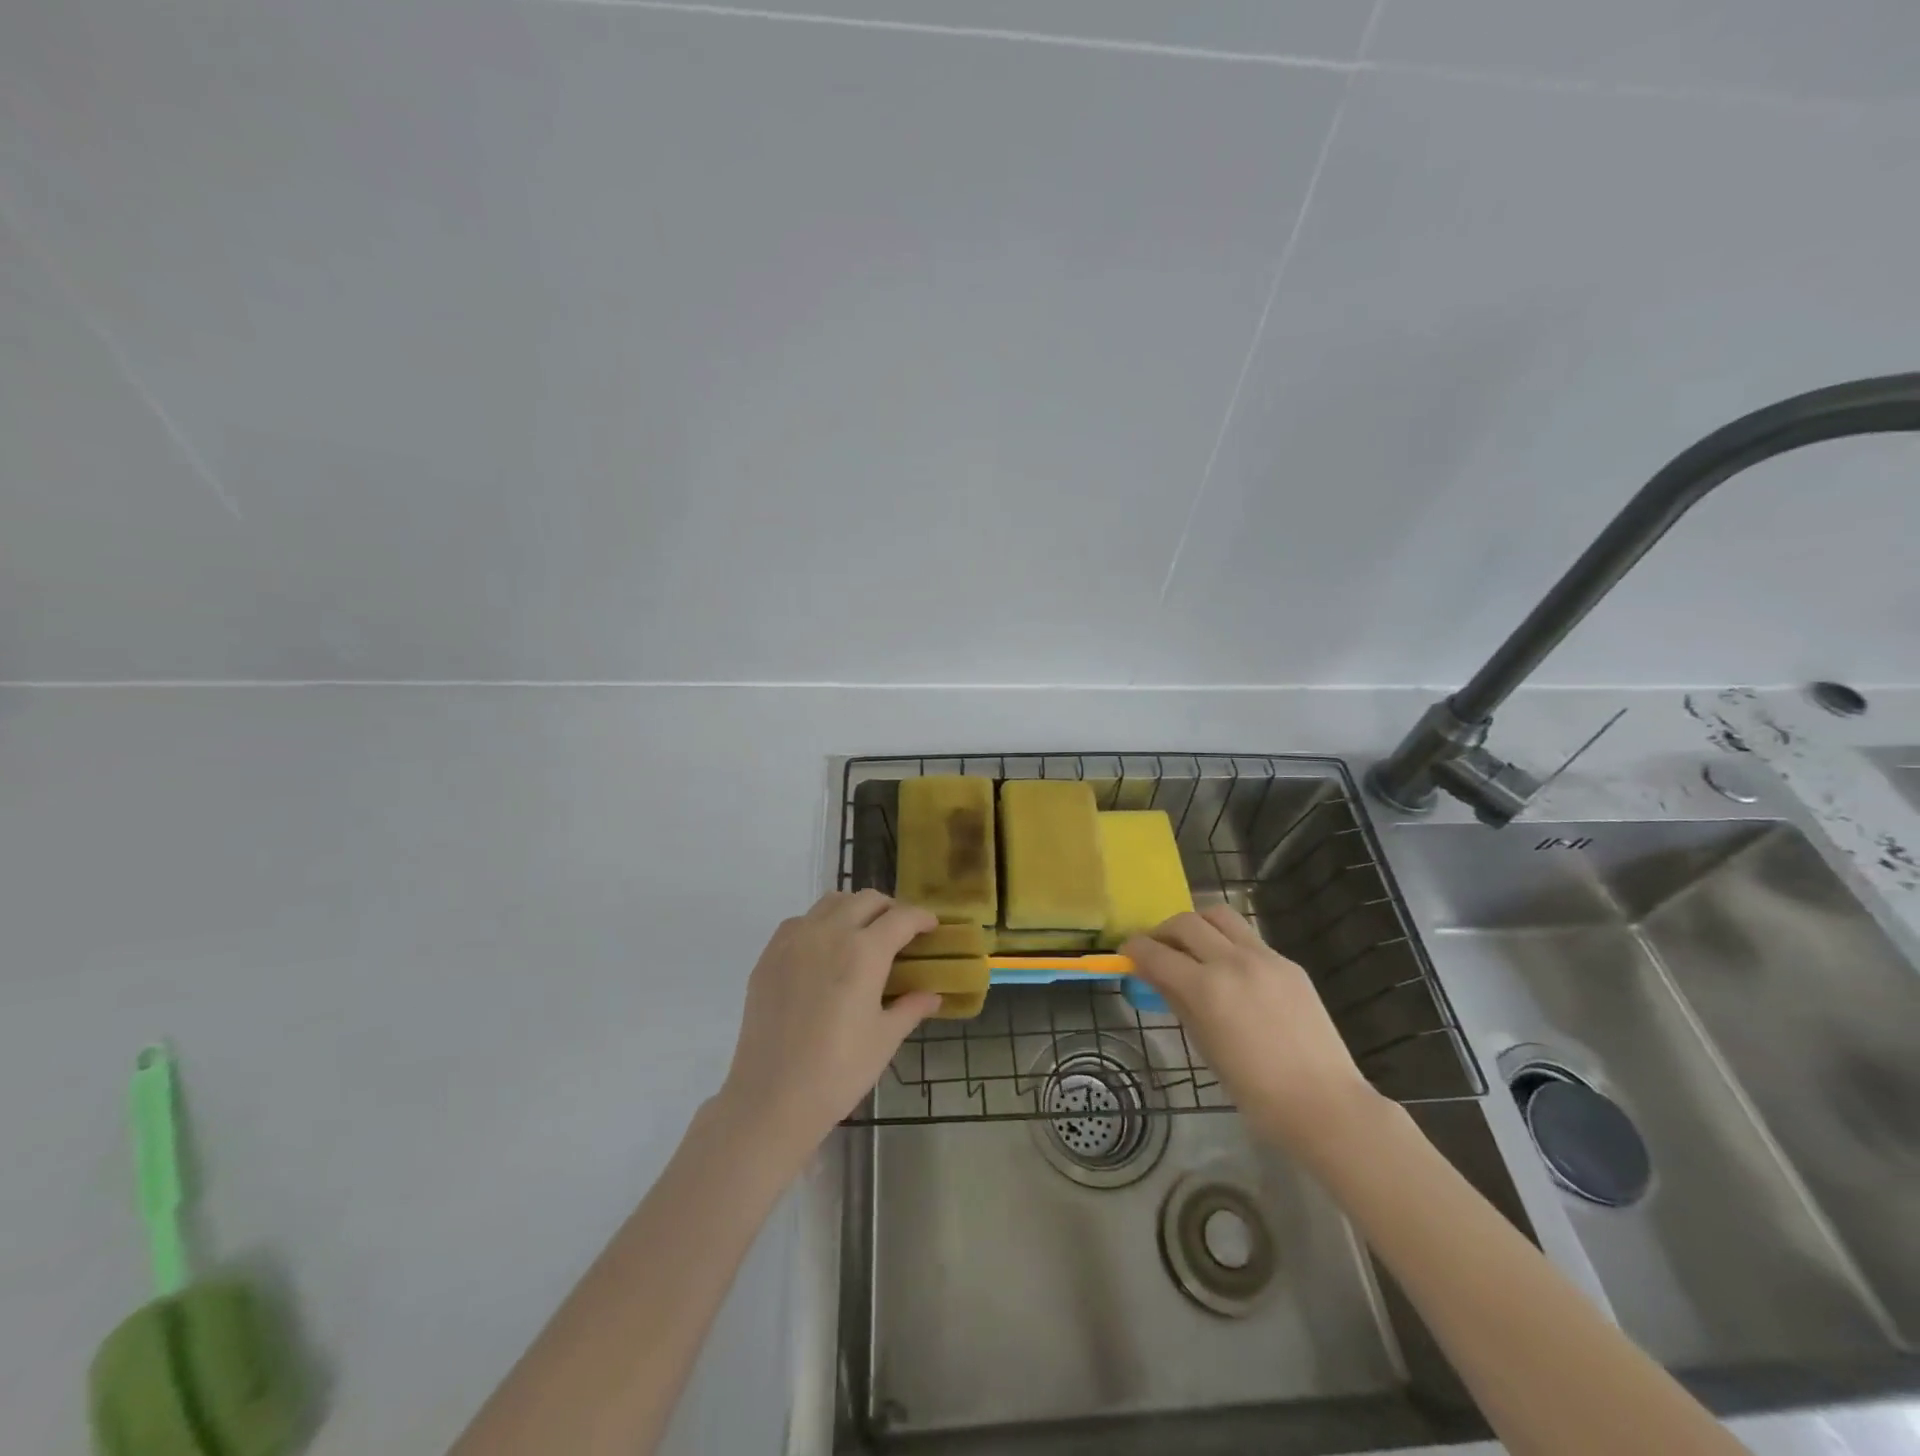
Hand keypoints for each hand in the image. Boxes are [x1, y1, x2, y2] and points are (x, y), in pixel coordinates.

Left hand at [716, 891, 941, 1160]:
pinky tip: (824, 951)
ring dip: (854, 909)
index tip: (932, 927)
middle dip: (890, 909)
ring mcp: (794, 940)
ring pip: (831, 902)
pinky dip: (820, 923)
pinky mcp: (769, 955)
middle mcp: (829, 933)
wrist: (771, 1098)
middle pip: (867, 900)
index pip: (901, 918)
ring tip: (862, 935)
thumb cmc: (838, 1072)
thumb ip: (911, 1008)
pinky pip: (800, 921)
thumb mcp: (884, 1039)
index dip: (922, 918)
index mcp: (864, 952)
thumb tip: (933, 995)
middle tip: (901, 932)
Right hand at [1124, 905, 1383, 1156]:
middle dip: (1163, 931)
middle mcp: (1233, 961)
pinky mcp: (1288, 963)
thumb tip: (1153, 975)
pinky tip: (1230, 970)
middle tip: (1157, 950)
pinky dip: (1228, 942)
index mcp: (1207, 988)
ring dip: (1197, 924)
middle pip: (1186, 922)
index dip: (1135, 949)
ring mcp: (1265, 957)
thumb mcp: (1204, 1046)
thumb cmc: (1255, 1091)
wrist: (1324, 1104)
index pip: (1156, 953)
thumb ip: (1177, 1001)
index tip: (1127, 953)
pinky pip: (1248, 938)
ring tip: (1193, 947)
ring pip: (1219, 915)